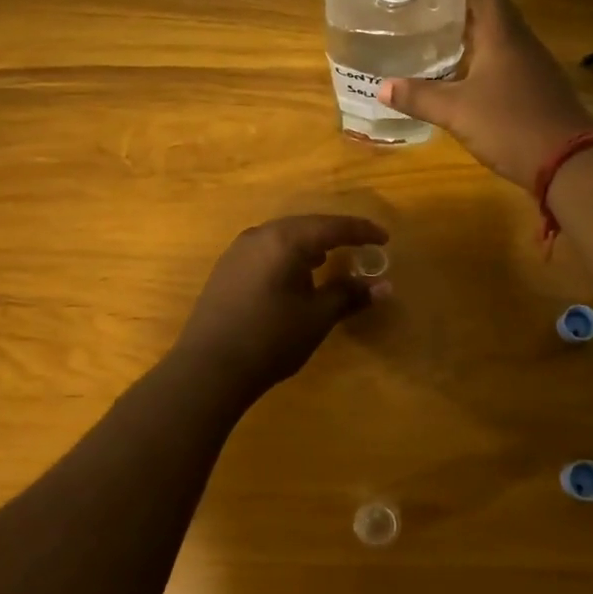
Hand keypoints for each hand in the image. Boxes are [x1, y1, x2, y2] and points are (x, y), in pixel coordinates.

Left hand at [169, 215, 390, 401]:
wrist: (208, 368)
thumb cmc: (270, 339)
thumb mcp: (316, 318)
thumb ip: (349, 295)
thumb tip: (383, 286)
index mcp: (285, 240)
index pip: (332, 227)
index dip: (361, 231)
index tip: (384, 239)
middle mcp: (260, 235)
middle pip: (306, 226)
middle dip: (334, 235)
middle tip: (360, 245)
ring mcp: (238, 250)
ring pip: (283, 236)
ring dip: (309, 245)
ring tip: (327, 260)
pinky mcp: (226, 268)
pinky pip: (266, 250)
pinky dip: (287, 256)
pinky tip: (294, 276)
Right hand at [378, 0, 592, 190]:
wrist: (571, 162)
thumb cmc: (511, 126)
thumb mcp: (457, 112)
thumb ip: (420, 97)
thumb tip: (382, 87)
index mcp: (502, 34)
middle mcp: (520, 41)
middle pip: (490, 8)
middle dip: (457, 3)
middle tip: (421, 6)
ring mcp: (532, 64)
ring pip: (498, 35)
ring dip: (469, 32)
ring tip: (434, 35)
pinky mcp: (536, 87)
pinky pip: (505, 59)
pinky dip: (481, 57)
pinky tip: (460, 74)